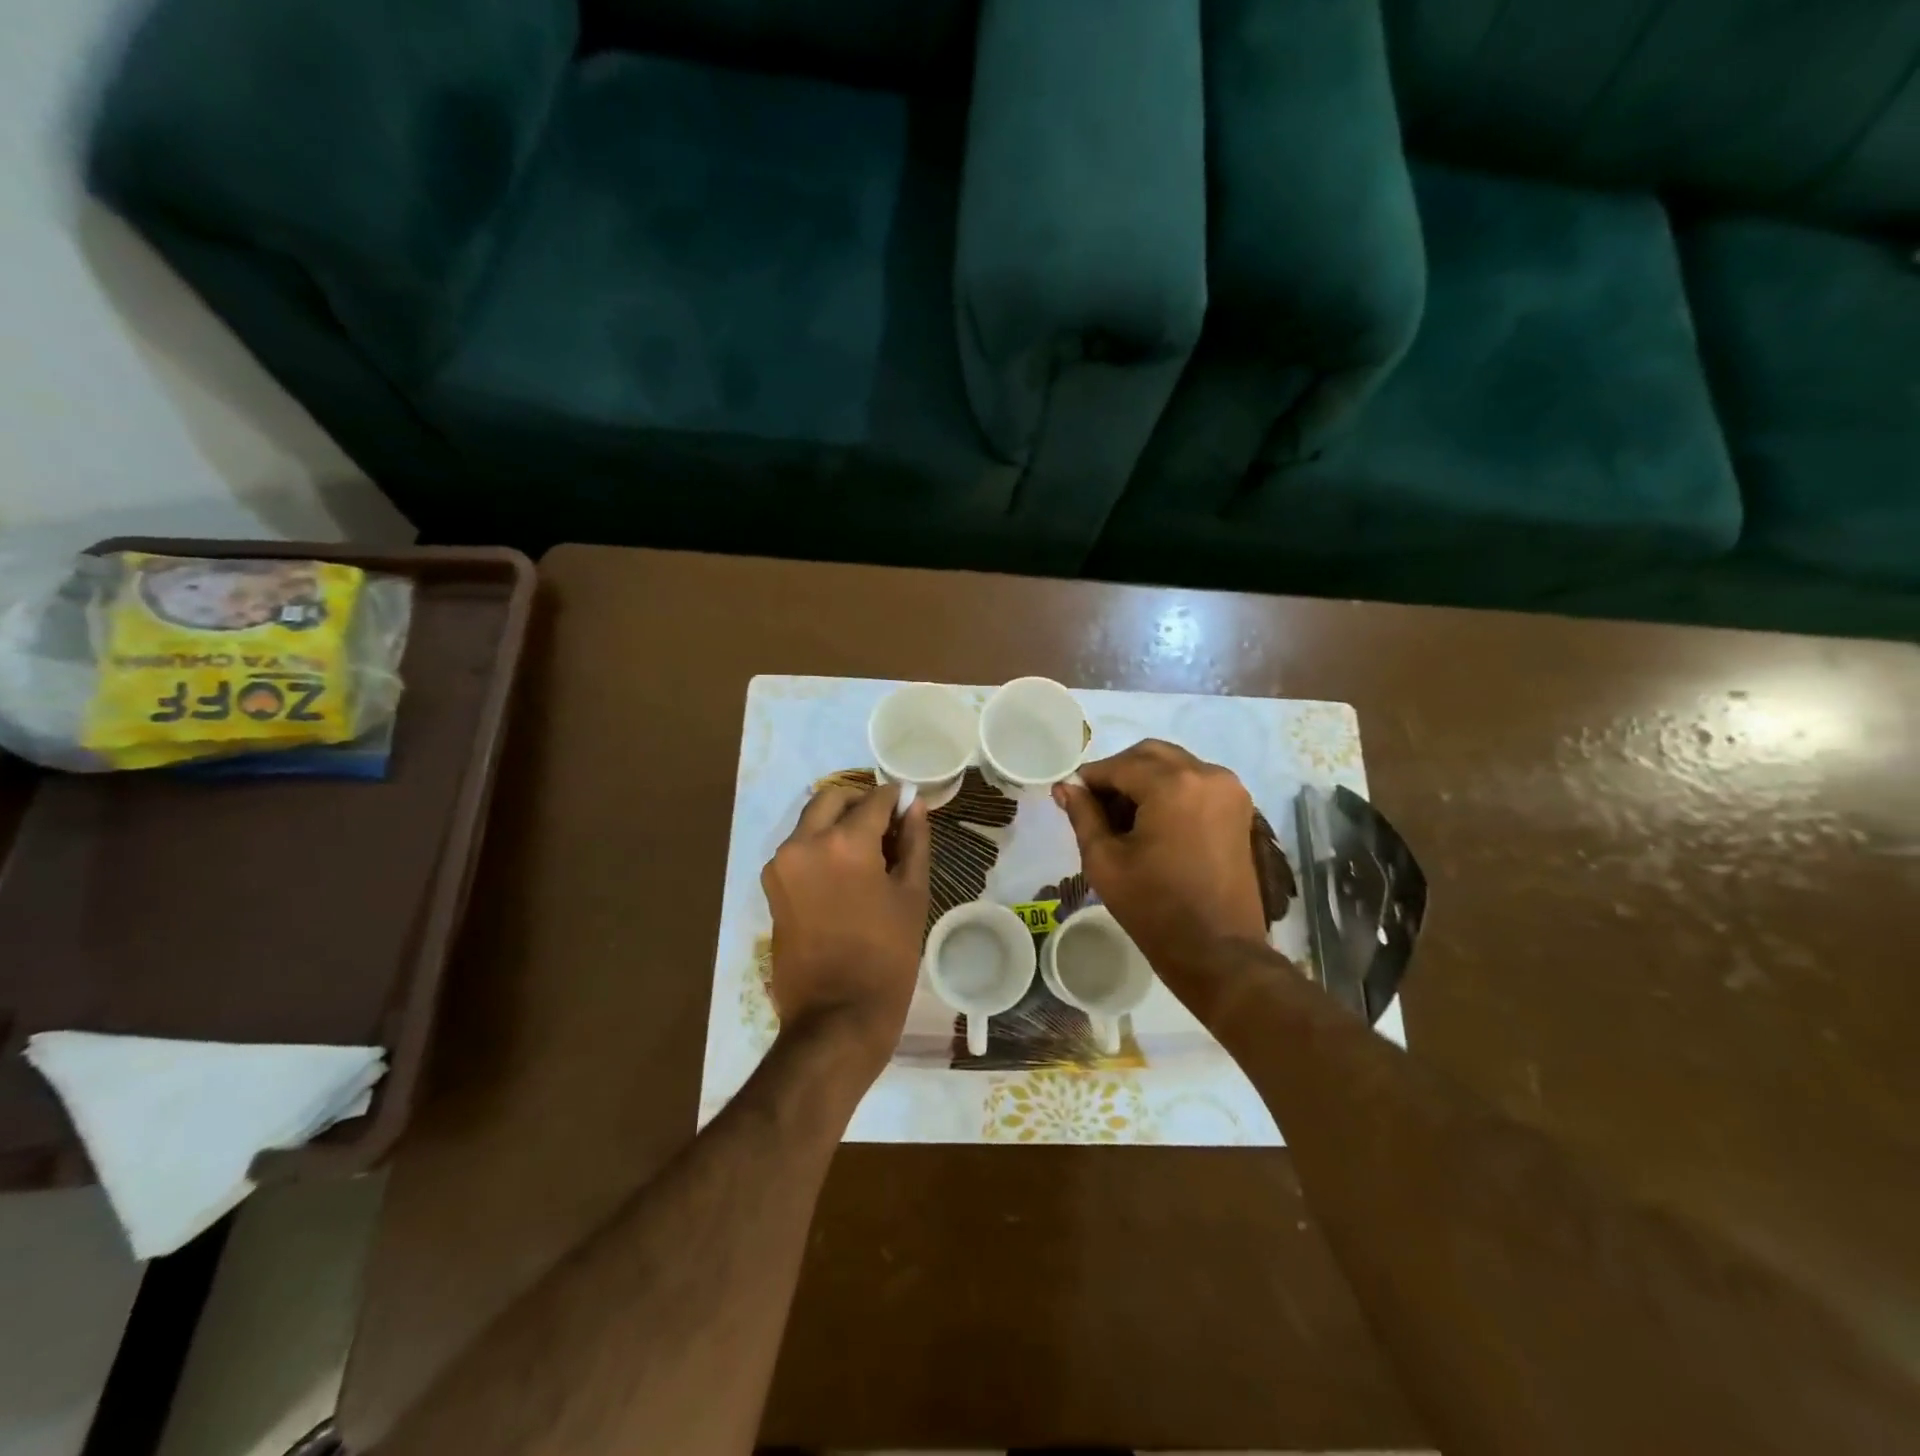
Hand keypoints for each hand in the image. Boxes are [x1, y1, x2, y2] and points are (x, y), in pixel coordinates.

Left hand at [761, 781, 930, 1079]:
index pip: (875, 800)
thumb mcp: (912, 895)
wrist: (836, 1017)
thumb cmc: (886, 957)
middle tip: (887, 827)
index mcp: (844, 843)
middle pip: (834, 799)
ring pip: (812, 821)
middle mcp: (804, 843)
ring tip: (869, 855)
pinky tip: (846, 874)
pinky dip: (821, 846)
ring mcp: (782, 864)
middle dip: (861, 804)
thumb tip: (913, 805)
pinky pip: (799, 848)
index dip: (896, 800)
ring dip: (839, 823)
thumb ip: (914, 841)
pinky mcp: (772, 886)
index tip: (909, 808)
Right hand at [1054, 740, 1267, 986]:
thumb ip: (1083, 815)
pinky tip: (1154, 822)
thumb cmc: (1154, 907)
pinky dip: (1171, 790)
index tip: (1071, 795)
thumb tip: (1066, 787)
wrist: (1218, 950)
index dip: (1090, 778)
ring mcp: (1229, 790)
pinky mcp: (1239, 808)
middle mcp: (1207, 774)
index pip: (1119, 765)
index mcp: (1173, 784)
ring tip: (1125, 818)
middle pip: (1150, 755)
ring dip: (1146, 779)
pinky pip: (1196, 782)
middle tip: (1097, 805)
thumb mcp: (1105, 861)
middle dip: (1119, 772)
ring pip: (1175, 765)